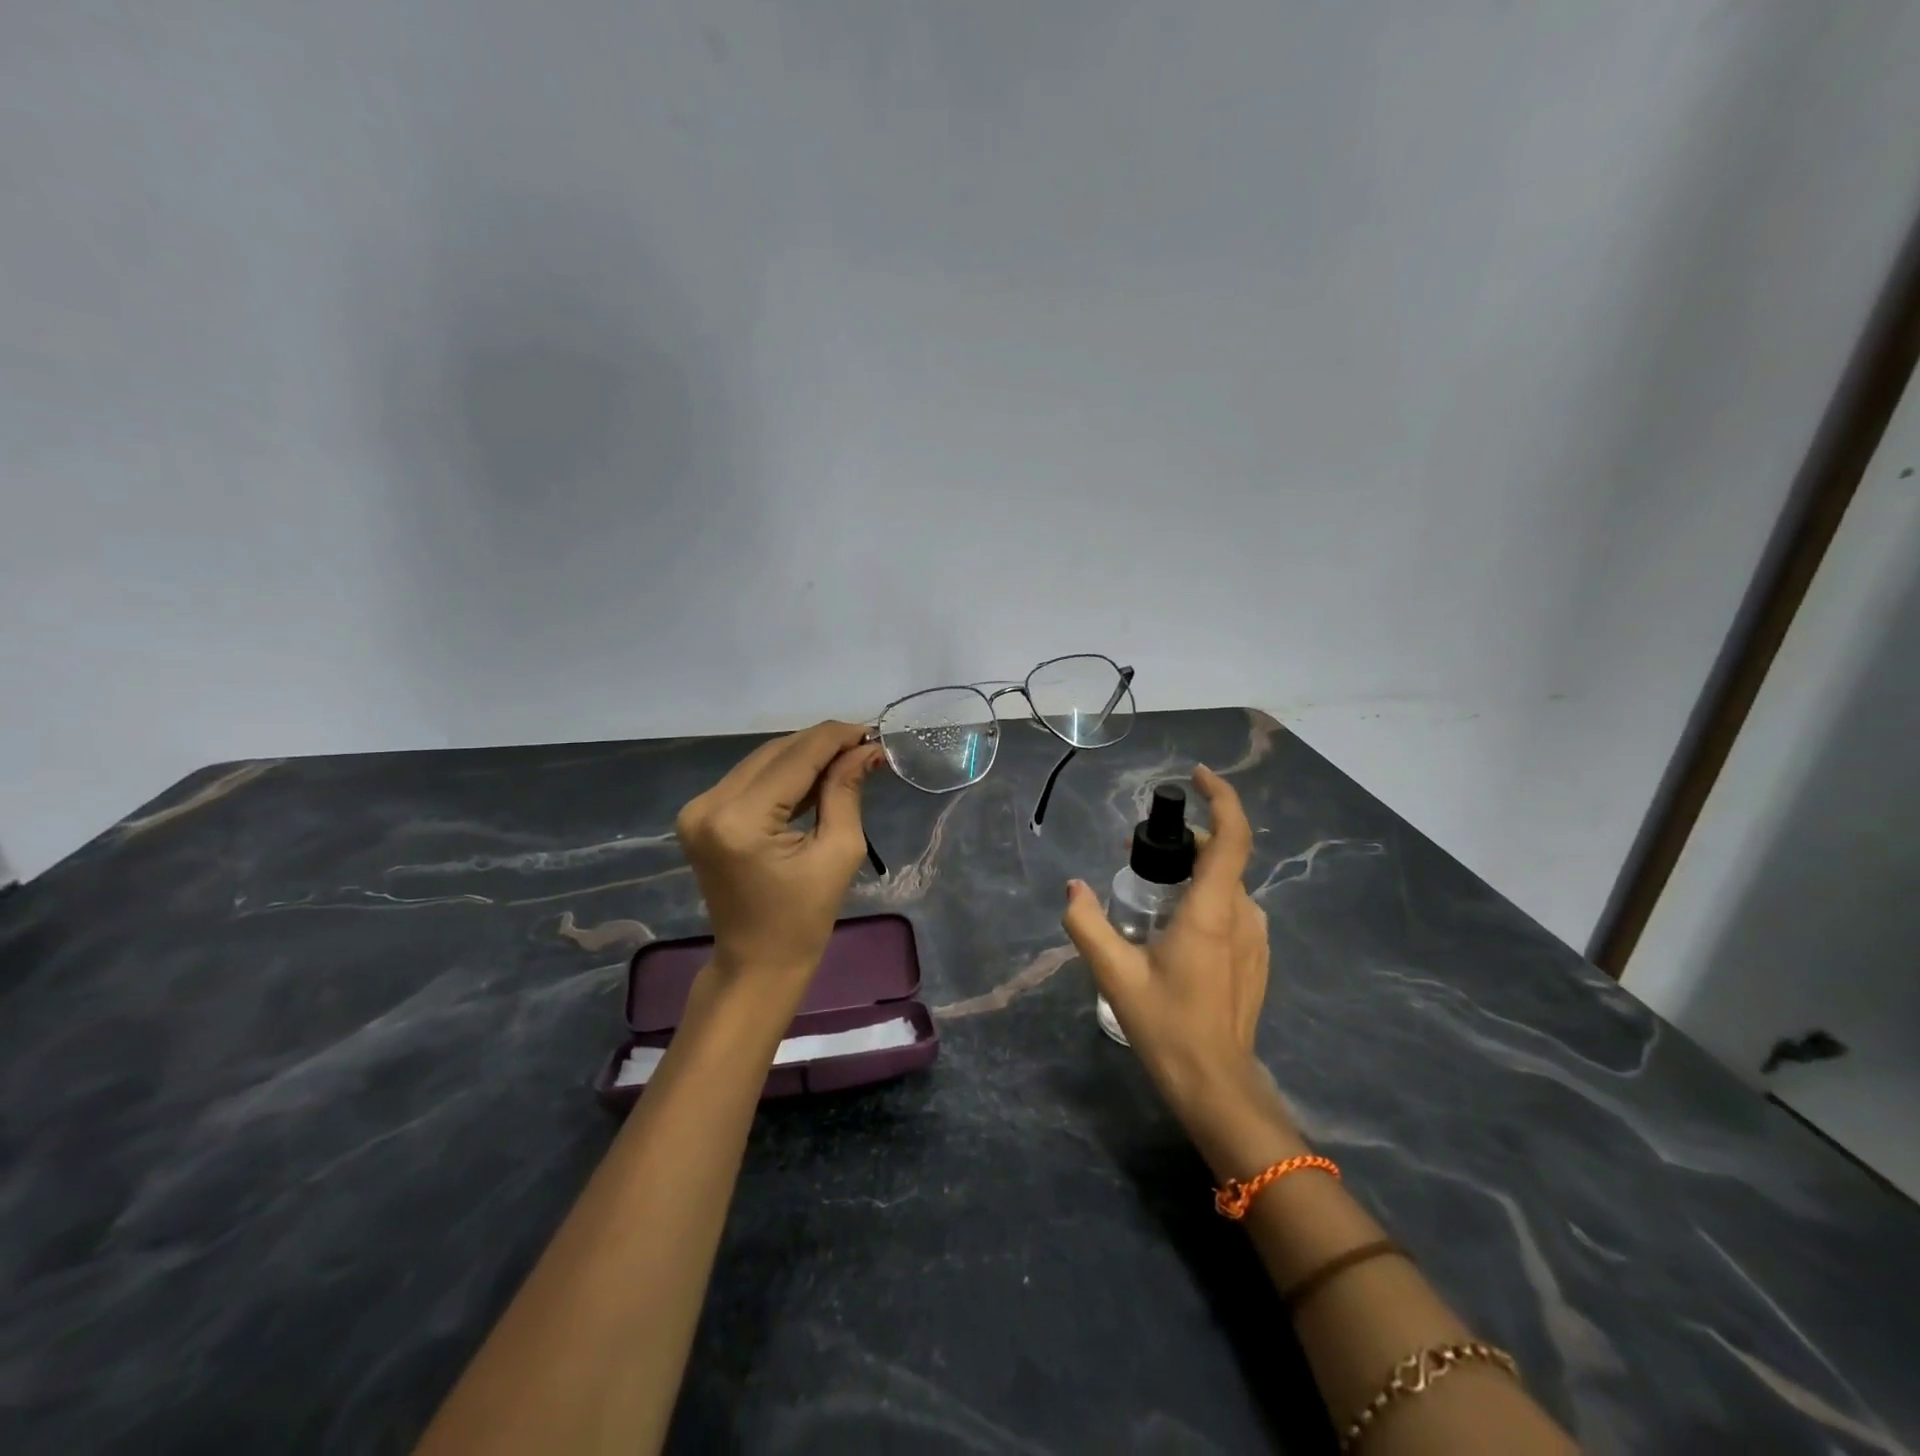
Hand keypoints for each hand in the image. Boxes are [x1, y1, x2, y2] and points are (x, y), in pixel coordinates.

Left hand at [675, 721, 883, 982]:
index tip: (872, 730)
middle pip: (775, 752)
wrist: (756, 962)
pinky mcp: (699, 815)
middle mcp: (709, 804)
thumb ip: (846, 790)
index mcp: (741, 820)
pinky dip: (783, 774)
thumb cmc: (804, 918)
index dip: (836, 738)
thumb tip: (867, 749)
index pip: (796, 758)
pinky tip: (815, 775)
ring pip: (762, 761)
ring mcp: (697, 809)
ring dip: (803, 755)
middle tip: (864, 744)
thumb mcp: (838, 851)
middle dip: (822, 744)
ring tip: (846, 757)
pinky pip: (749, 779)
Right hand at [1062, 765, 1270, 1122]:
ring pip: (1226, 885)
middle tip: (1137, 853)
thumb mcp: (1114, 974)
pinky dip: (1205, 899)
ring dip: (1192, 873)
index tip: (1196, 776)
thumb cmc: (1167, 1025)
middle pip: (1223, 856)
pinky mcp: (1257, 958)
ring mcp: (1256, 938)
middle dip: (1184, 842)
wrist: (1216, 1084)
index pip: (1232, 836)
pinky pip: (1231, 910)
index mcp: (1213, 911)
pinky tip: (1173, 929)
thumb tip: (1073, 888)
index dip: (1220, 797)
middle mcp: (1242, 915)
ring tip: (1149, 893)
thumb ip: (1087, 924)